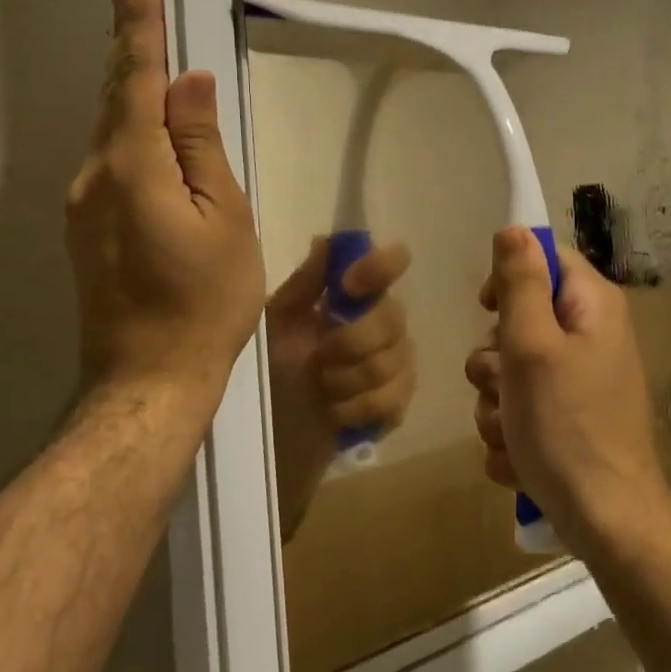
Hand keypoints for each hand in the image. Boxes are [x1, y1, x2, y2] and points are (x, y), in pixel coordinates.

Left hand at [66, 0, 264, 410]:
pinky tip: (145, 128)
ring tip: (146, 54)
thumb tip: (189, 85)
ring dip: (128, 90)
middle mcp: (94, 176)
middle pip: (114, 99)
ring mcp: (82, 205)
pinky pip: (109, 162)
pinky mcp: (84, 229)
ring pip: (110, 132)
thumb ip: (202, 146)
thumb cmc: (205, 300)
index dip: (139, 30)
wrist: (150, 377)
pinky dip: (127, 131)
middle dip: (127, 48)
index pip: (136, 80)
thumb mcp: (225, 218)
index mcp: (133, 167)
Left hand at [267, 238, 414, 538]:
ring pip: (393, 361)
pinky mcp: (397, 403)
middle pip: (393, 317)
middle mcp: (383, 323)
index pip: (390, 264)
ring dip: (348, 379)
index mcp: (355, 297)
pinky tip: (335, 412)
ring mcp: (396, 364)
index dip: (379, 267)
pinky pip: (393, 398)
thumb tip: (326, 240)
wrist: (273, 431)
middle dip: (351, 341)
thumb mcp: (278, 323)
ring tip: (322, 387)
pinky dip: (357, 407)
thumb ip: (305, 285)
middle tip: (319, 358)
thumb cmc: (273, 368)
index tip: (348, 286)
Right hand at [466, 226, 669, 556]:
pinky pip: (520, 411)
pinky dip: (513, 434)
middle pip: (519, 320)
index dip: (509, 279)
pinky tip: (522, 459)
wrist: (606, 521)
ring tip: (514, 433)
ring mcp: (579, 382)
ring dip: (497, 405)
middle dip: (496, 360)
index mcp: (591, 307)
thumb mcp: (533, 346)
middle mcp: (590, 337)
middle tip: (505, 386)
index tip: (489, 311)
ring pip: (510, 373)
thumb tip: (513, 227)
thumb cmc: (567, 425)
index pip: (543, 259)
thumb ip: (520, 283)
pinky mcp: (568, 420)